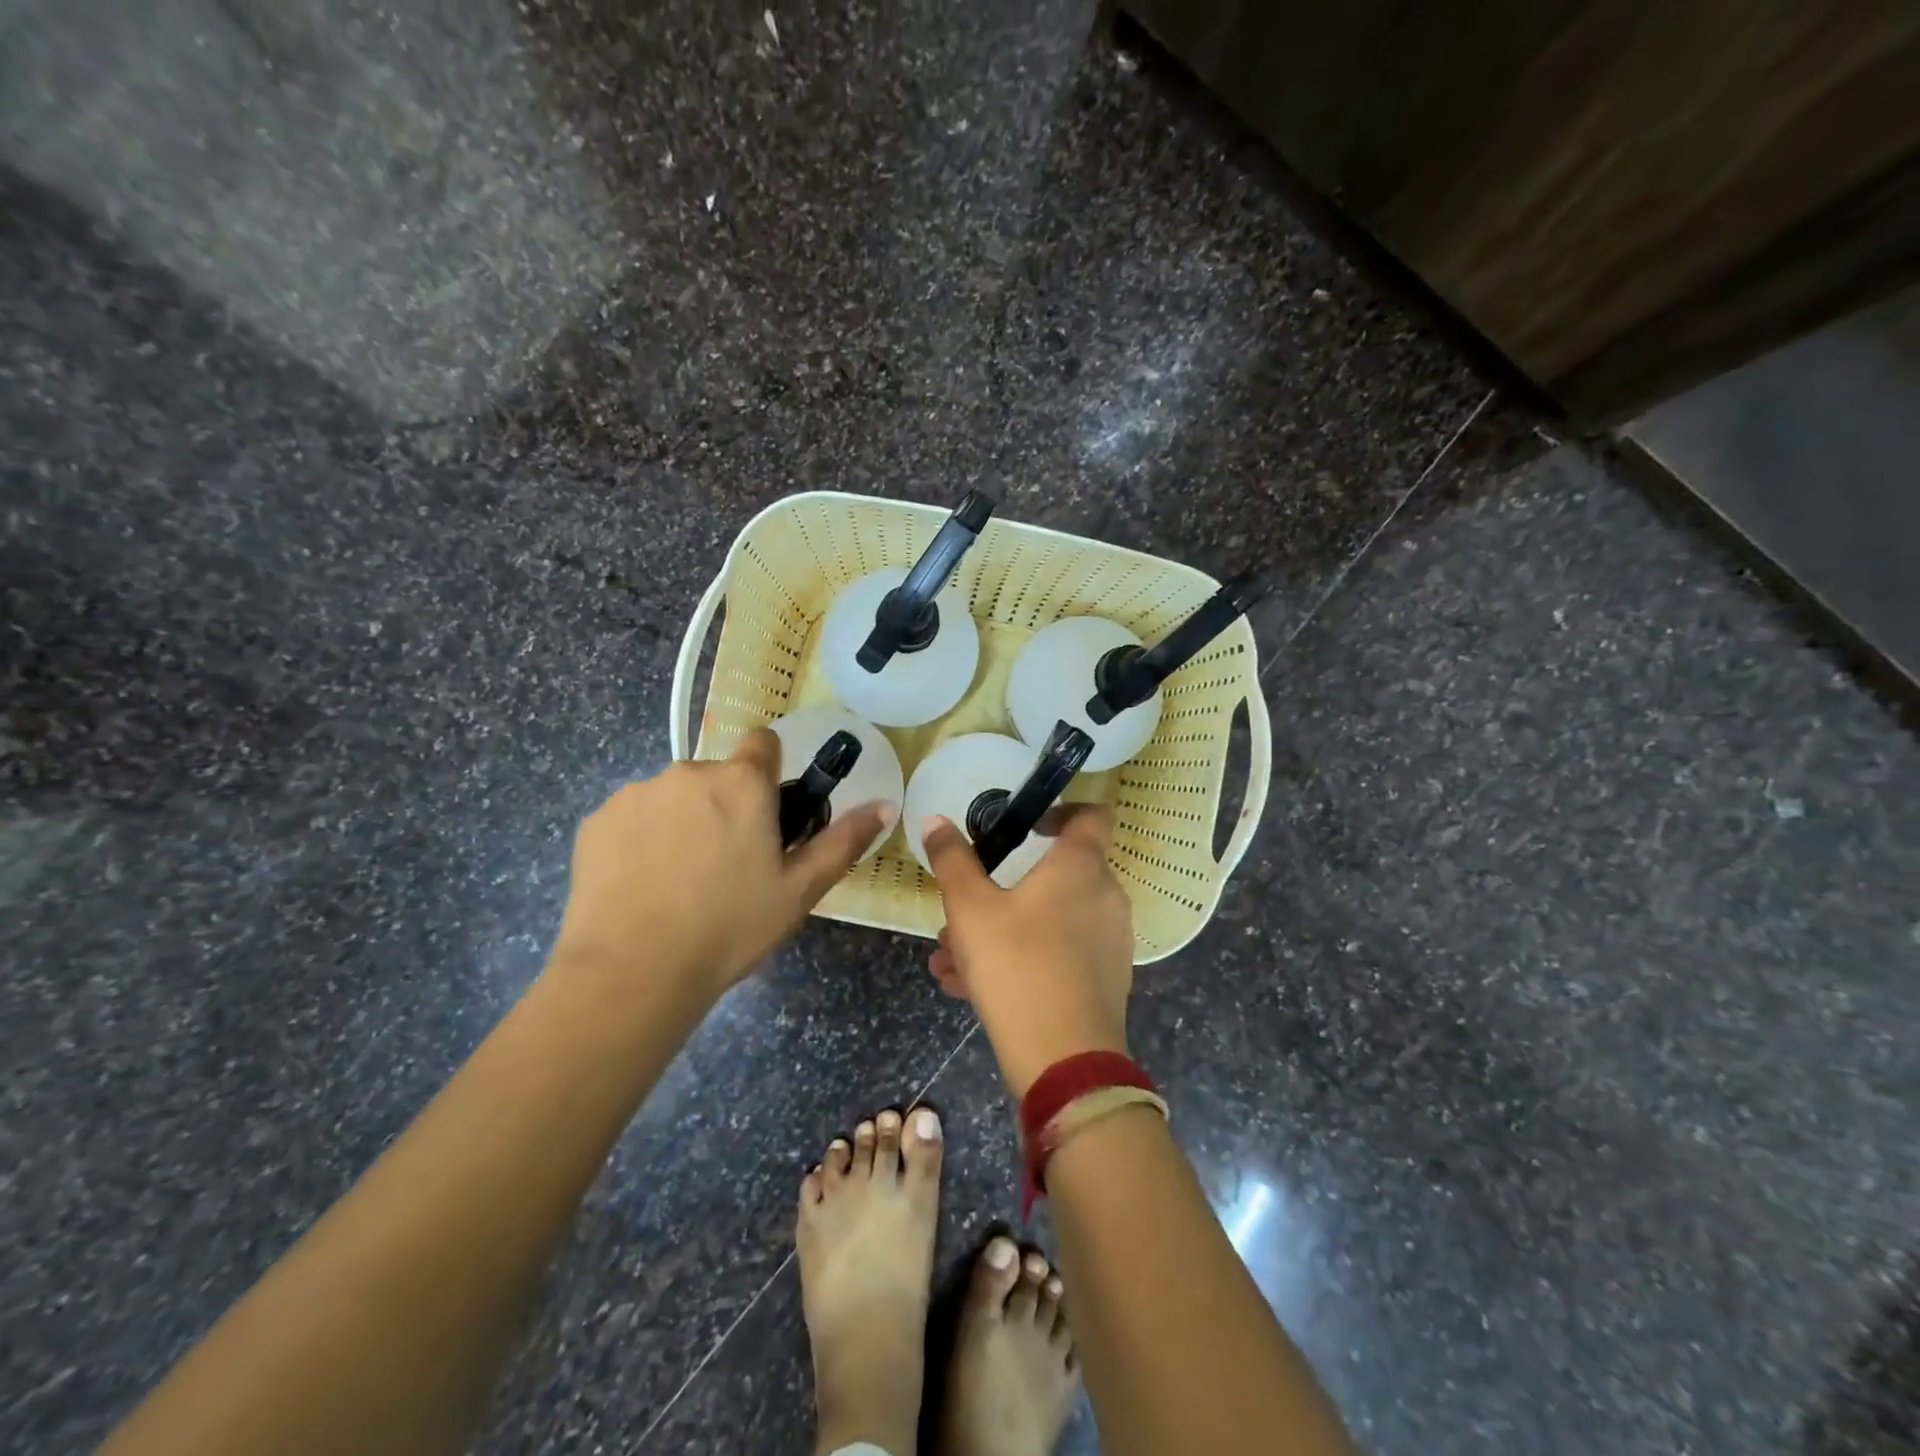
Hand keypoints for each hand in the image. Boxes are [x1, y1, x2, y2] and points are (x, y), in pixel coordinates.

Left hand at [552, 731, 892, 1004]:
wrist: (632, 972)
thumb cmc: (730, 927)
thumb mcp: (799, 890)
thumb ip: (843, 840)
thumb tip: (885, 804)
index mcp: (741, 783)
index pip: (763, 744)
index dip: (770, 773)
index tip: (768, 814)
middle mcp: (688, 772)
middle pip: (718, 776)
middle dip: (726, 806)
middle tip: (729, 865)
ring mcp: (636, 794)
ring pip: (674, 797)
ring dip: (683, 822)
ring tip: (682, 882)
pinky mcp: (596, 821)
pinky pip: (633, 818)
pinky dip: (642, 840)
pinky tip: (644, 886)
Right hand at [923, 808, 1133, 1096]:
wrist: (1064, 1061)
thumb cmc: (1017, 966)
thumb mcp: (970, 910)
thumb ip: (952, 860)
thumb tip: (935, 819)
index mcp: (1081, 866)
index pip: (1090, 814)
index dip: (1061, 810)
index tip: (1026, 824)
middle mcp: (1104, 896)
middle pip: (1055, 875)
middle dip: (1002, 887)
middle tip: (963, 906)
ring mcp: (1108, 940)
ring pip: (1047, 920)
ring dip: (1000, 928)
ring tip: (949, 956)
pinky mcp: (1103, 979)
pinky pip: (1057, 953)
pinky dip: (1020, 957)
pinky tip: (967, 985)